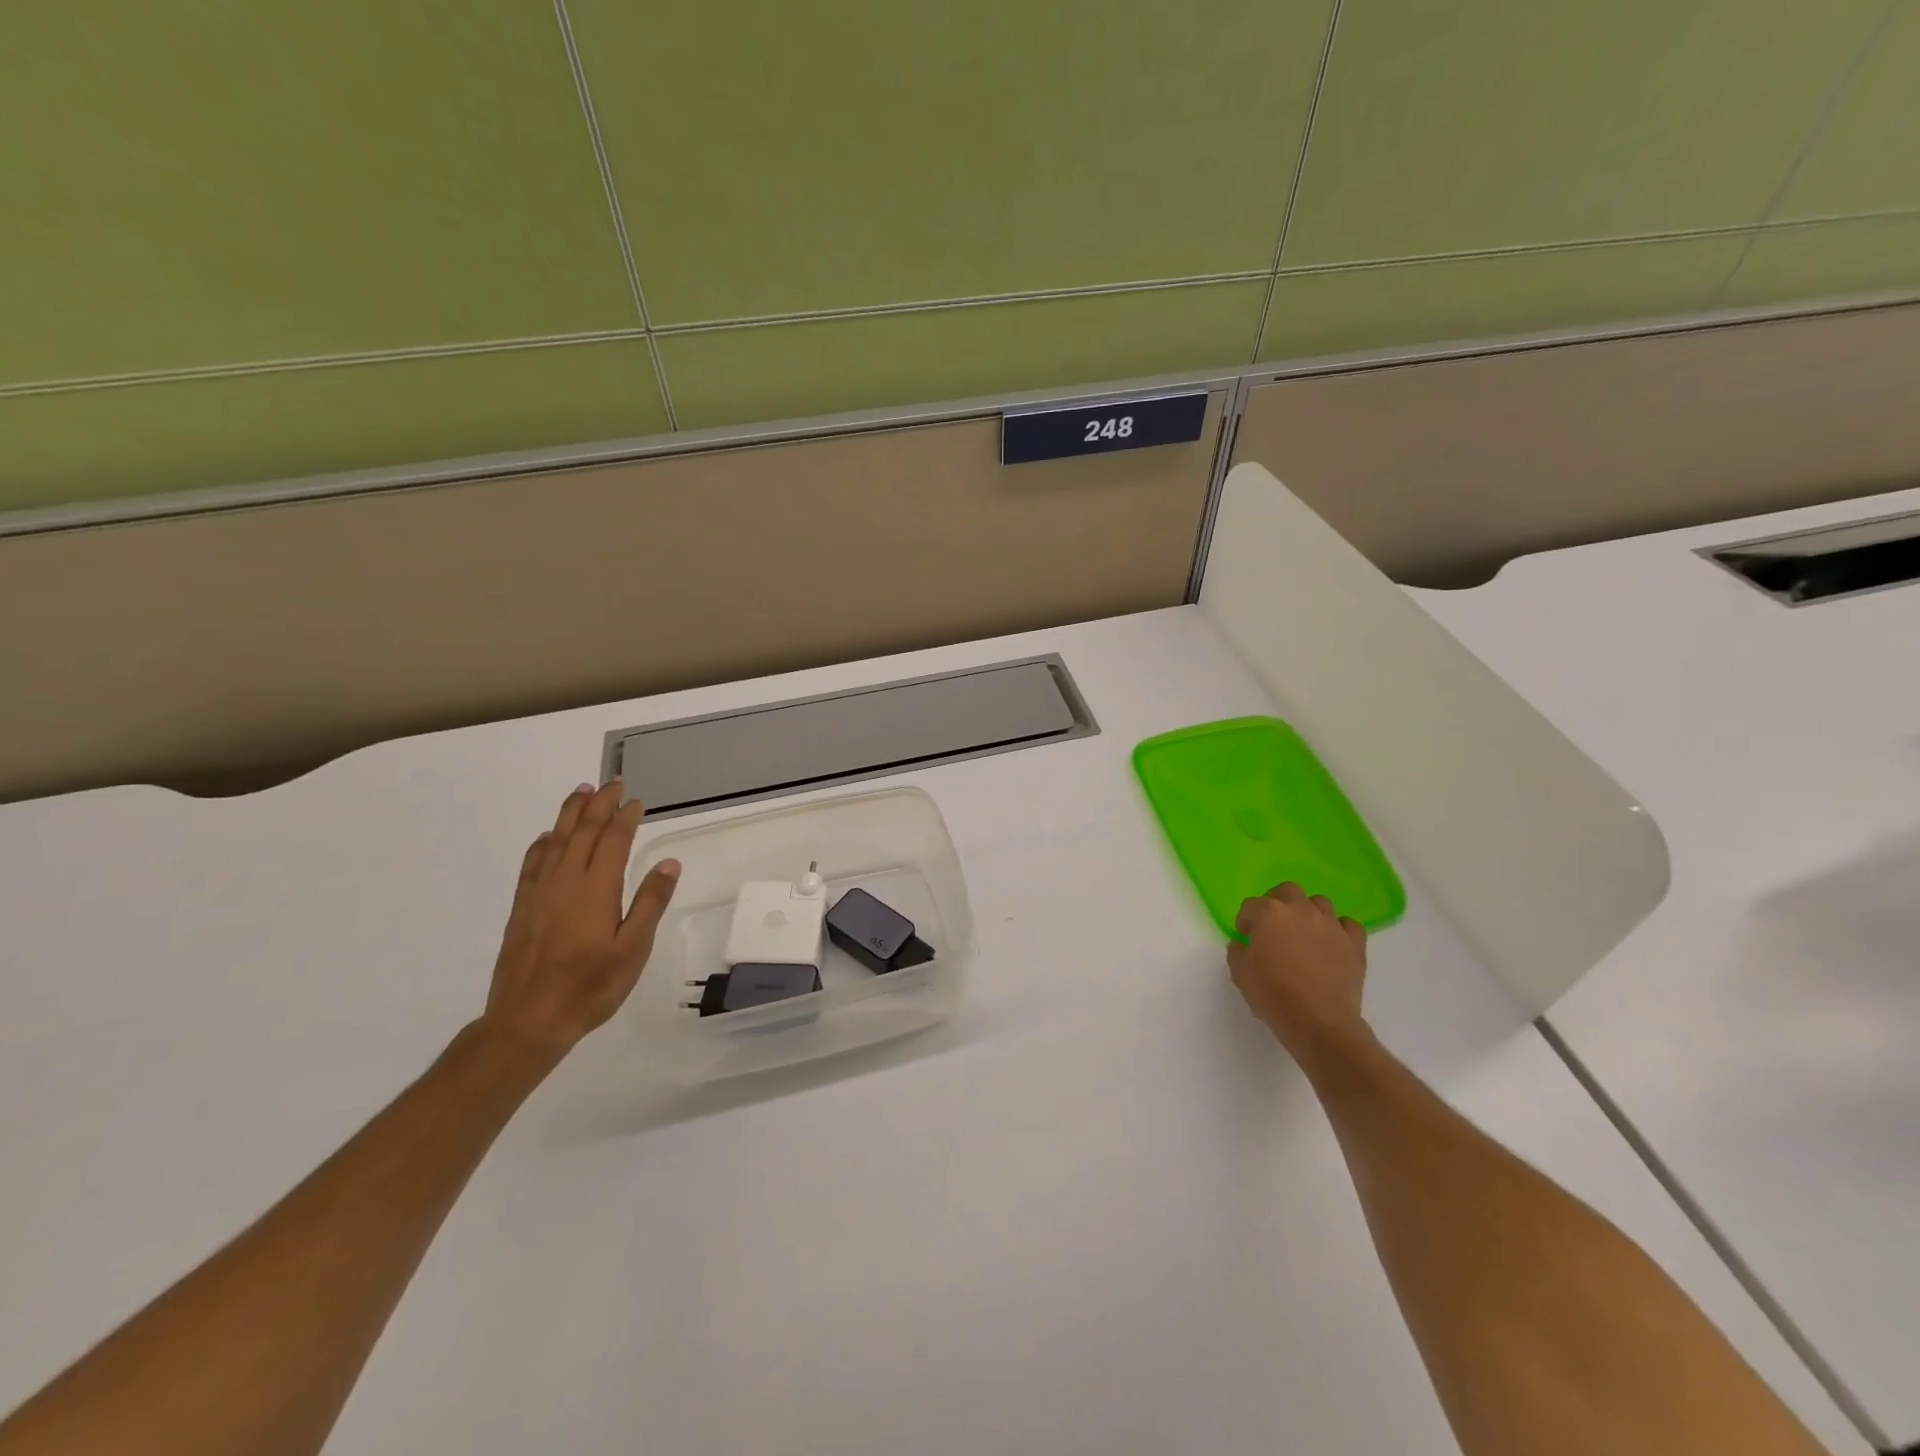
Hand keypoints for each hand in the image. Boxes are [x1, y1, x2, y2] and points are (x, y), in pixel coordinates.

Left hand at [479, 781, 680, 1058]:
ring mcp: (539, 893)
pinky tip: (547, 837)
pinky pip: (532, 863)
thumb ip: (650, 903)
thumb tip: (668, 863)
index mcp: (596, 889)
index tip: (636, 800)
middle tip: (612, 783)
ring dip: (569, 814)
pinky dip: (542, 844)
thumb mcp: (633, 949)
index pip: (612, 841)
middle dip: (598, 804)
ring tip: (580, 791)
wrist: (528, 1020)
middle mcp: (565, 881)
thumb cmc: (590, 987)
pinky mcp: (523, 907)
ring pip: (555, 841)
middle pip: (582, 832)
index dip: (625, 817)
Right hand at [1227, 883, 1371, 1070]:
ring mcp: (1331, 925)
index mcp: (1269, 914)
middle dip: (1277, 902)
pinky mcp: (1354, 943)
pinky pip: (1348, 924)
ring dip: (1308, 911)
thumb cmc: (1274, 995)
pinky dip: (1339, 929)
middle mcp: (1301, 910)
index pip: (1251, 905)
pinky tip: (1331, 942)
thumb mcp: (1240, 974)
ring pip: (1319, 902)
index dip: (1245, 920)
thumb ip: (1237, 952)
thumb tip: (1243, 945)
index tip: (1245, 936)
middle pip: (1287, 891)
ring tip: (1303, 932)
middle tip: (1272, 925)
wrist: (1320, 1023)